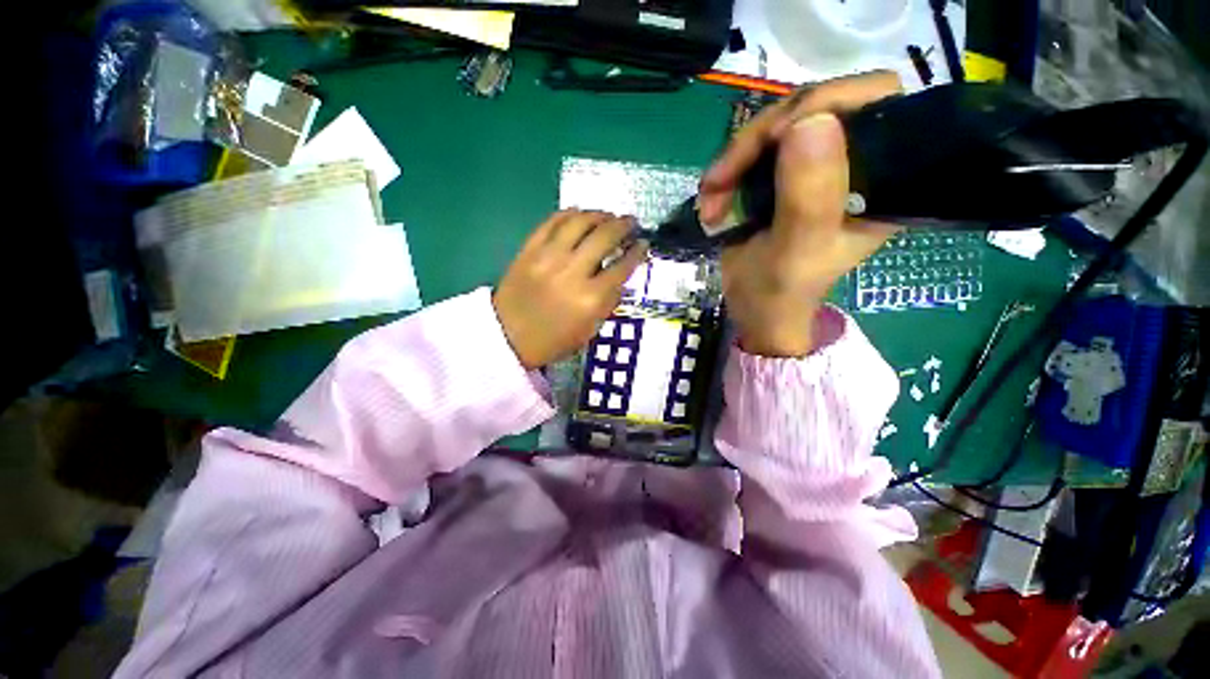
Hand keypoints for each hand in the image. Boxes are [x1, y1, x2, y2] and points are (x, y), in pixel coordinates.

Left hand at [494, 210, 647, 368]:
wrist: (507, 336)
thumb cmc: (553, 340)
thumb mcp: (589, 329)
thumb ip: (608, 302)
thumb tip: (621, 276)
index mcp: (590, 299)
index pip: (622, 267)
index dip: (637, 252)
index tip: (644, 243)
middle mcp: (572, 272)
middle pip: (604, 237)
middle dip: (623, 225)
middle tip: (630, 222)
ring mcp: (548, 257)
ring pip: (579, 222)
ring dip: (599, 214)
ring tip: (607, 215)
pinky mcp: (529, 249)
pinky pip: (552, 221)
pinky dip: (569, 213)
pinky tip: (580, 214)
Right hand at [699, 72, 902, 356]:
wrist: (754, 308)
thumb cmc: (780, 291)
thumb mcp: (795, 252)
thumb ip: (809, 197)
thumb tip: (810, 120)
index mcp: (881, 180)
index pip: (875, 102)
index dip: (828, 102)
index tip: (777, 138)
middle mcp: (853, 163)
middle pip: (814, 107)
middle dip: (760, 138)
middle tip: (722, 177)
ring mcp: (814, 165)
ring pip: (776, 126)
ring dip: (734, 159)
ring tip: (710, 200)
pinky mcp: (782, 174)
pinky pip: (753, 150)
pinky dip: (726, 170)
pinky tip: (711, 199)